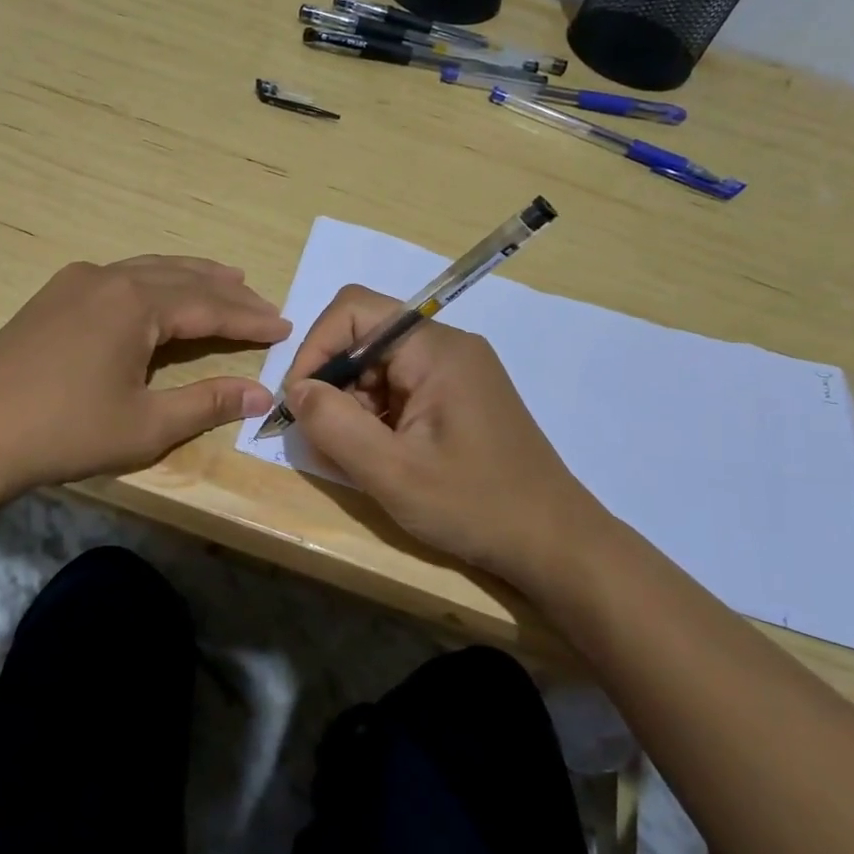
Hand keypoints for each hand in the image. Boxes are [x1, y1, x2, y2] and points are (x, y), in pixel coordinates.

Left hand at [0, 256, 289, 498]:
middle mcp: (108, 279)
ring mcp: (74, 283)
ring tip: (225, 280)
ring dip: (189, 277)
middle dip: (226, 291)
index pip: (209, 306)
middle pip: (182, 278)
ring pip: (148, 269)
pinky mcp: (51, 297)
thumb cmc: (65, 432)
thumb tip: (262, 394)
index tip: (285, 325)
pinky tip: (156, 293)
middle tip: (262, 301)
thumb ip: (207, 403)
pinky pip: (118, 277)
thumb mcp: (146, 425)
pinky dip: (152, 282)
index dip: (250, 319)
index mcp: (135, 304)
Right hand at [282, 285, 617, 587]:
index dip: (316, 347)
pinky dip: (377, 419)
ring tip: (359, 459)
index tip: (301, 401)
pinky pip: (400, 390)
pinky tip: (383, 459)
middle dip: (334, 385)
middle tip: (327, 440)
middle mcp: (447, 348)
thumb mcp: (393, 473)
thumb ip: (335, 426)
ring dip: (354, 407)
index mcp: (436, 350)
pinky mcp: (458, 398)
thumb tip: (297, 391)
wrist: (555, 544)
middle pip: (365, 339)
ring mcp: (456, 373)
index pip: (355, 310)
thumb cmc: (475, 506)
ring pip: (378, 368)